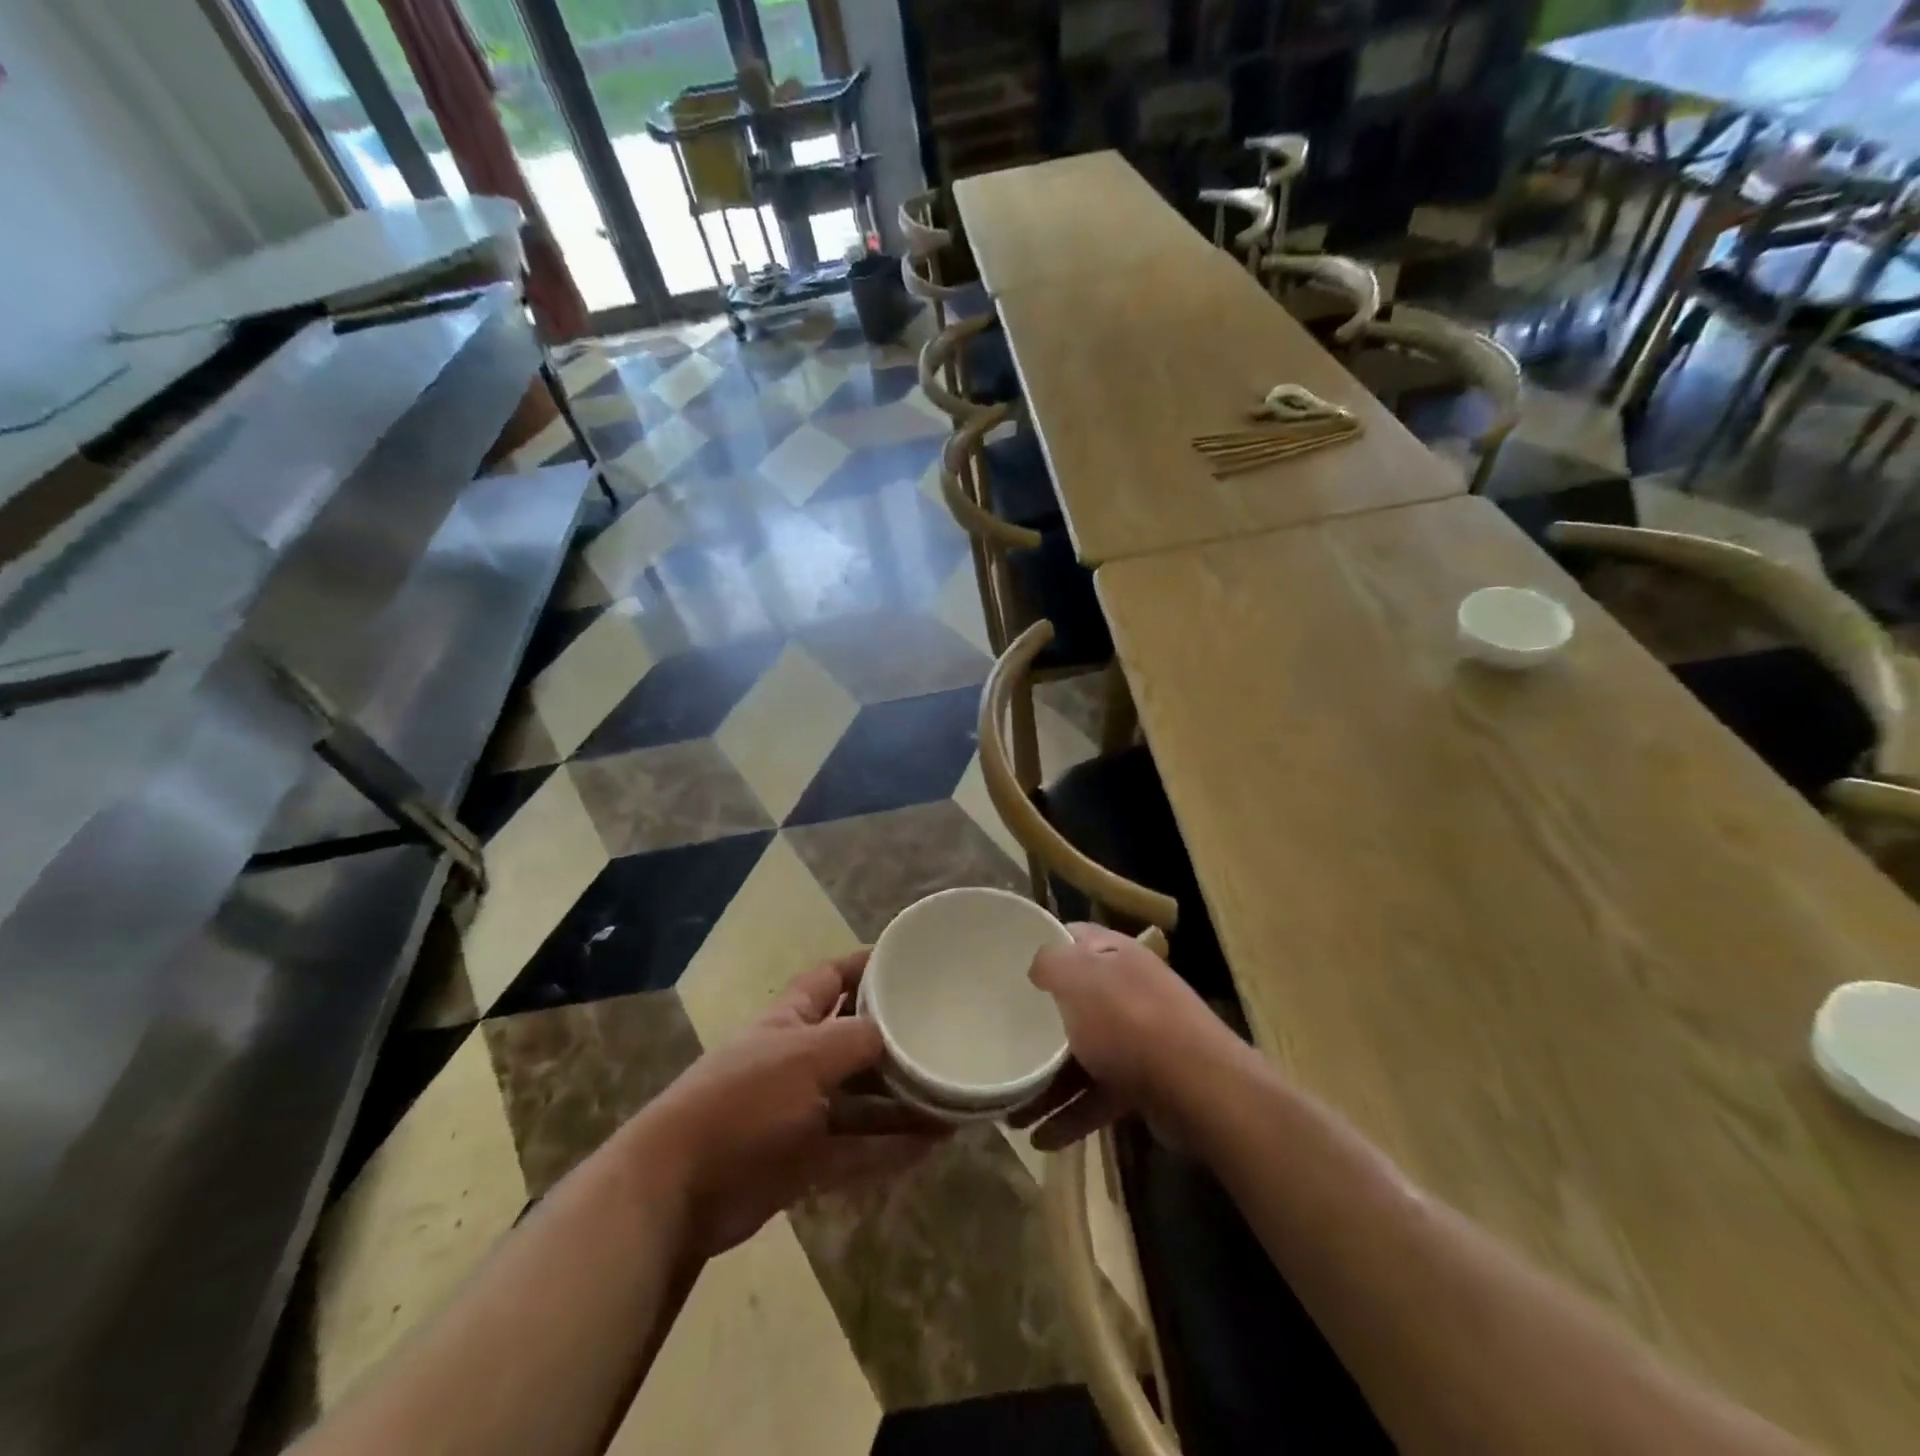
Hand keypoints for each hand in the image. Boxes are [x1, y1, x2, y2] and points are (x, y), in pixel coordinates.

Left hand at [640, 951, 946, 1258]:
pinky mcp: (804, 1162)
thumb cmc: (743, 1100)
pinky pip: (858, 1150)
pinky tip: (932, 1145)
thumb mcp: (805, 1056)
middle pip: (854, 1043)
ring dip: (902, 1103)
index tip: (907, 961)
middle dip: (894, 1042)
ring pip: (862, 1102)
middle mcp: (797, 1061)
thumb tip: (896, 1034)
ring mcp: (801, 1113)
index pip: (832, 979)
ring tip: (952, 1101)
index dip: (866, 966)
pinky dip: (891, 1148)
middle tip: (943, 1038)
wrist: (679, 1188)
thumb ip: (856, 1040)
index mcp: (790, 1020)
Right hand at [1011, 923, 1235, 1150]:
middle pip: (1074, 1000)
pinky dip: (1072, 1114)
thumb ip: (1051, 963)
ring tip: (1012, 1112)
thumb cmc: (1129, 1021)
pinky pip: (1098, 1093)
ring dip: (1048, 1082)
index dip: (1043, 947)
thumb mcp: (1078, 979)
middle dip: (1037, 1026)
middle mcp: (1127, 989)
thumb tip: (1038, 967)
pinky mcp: (1145, 1081)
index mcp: (1115, 954)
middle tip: (1003, 1042)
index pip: (1073, 937)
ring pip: (1082, 1053)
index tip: (1007, 968)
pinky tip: (1042, 1139)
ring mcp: (1138, 1037)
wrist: (1200, 1088)